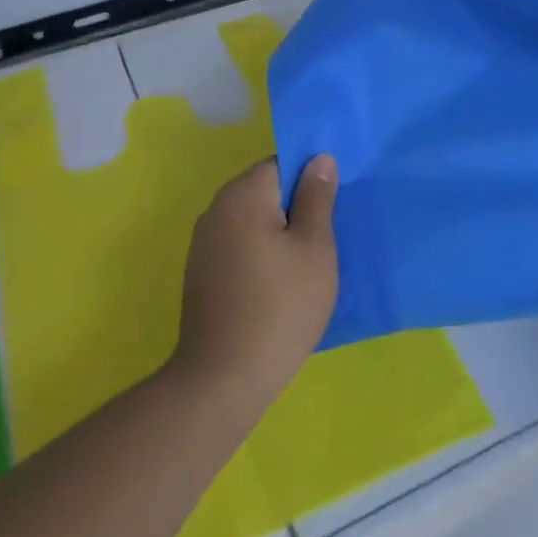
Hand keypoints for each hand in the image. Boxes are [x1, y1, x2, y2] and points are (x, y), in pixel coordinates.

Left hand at [171, 154, 340, 414]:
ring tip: (311, 260)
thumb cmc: (281, 305)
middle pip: (264, 190)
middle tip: (330, 233)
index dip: (311, 176)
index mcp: (243, 195)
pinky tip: (282, 281)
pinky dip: (263, 253)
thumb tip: (319, 159)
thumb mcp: (314, 247)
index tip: (335, 202)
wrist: (225, 377)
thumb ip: (317, 198)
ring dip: (280, 231)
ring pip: (253, 220)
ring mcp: (203, 244)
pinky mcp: (202, 274)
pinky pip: (240, 245)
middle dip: (296, 205)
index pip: (281, 162)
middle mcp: (216, 210)